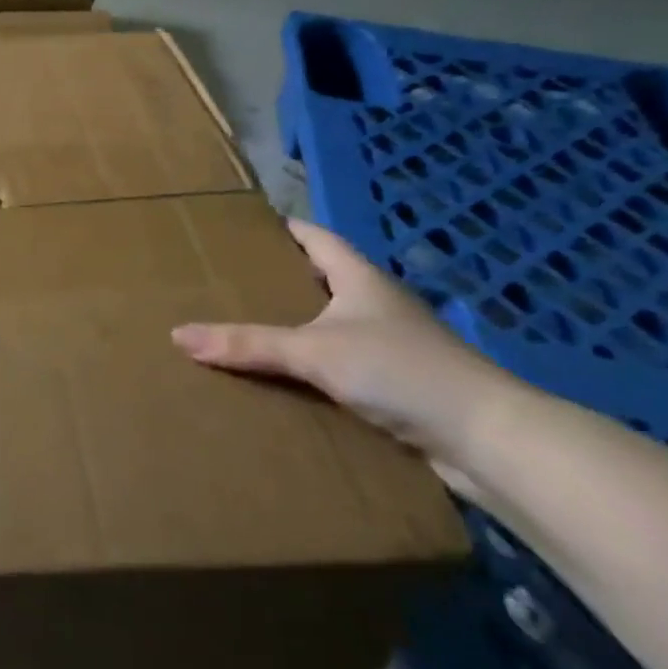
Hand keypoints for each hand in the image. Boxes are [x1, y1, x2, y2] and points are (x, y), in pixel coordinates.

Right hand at [172, 219, 526, 490]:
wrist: (489, 441)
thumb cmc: (400, 371)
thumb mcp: (313, 352)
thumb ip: (247, 345)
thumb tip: (177, 335)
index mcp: (361, 279)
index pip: (316, 238)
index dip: (283, 228)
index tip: (244, 227)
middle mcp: (378, 306)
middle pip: (322, 281)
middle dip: (279, 281)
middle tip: (228, 281)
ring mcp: (393, 347)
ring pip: (332, 327)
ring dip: (296, 328)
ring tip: (245, 330)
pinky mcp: (400, 386)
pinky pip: (344, 366)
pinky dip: (315, 368)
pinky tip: (286, 381)